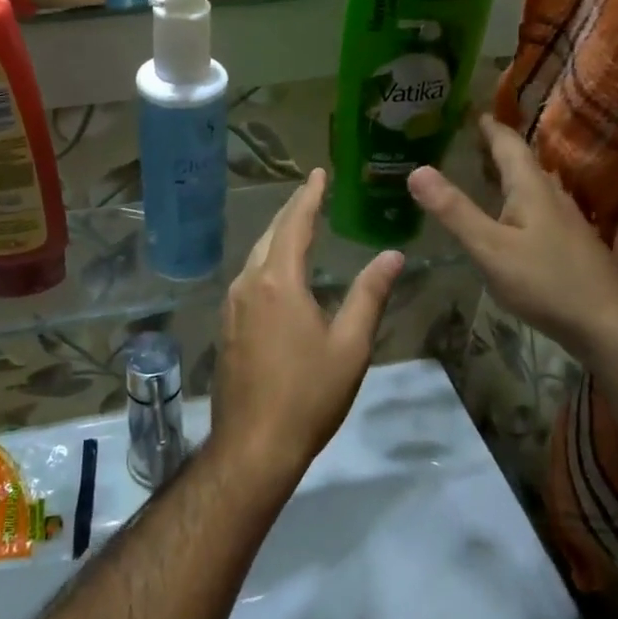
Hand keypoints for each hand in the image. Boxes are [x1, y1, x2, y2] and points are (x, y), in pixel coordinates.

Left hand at [212, 170, 404, 483]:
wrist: (254, 444)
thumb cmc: (308, 395)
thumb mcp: (350, 345)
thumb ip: (369, 295)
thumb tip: (392, 255)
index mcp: (278, 282)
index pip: (295, 225)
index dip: (308, 197)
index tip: (318, 174)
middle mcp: (247, 285)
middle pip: (269, 236)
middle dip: (291, 212)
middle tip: (310, 193)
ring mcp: (231, 307)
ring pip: (254, 258)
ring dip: (276, 238)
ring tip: (297, 227)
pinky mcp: (225, 328)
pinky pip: (246, 281)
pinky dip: (265, 264)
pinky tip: (277, 275)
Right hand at [407, 116, 617, 366]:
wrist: (608, 323)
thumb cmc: (546, 281)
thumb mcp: (489, 247)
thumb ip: (454, 211)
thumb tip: (416, 169)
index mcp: (531, 189)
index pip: (510, 146)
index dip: (491, 128)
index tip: (473, 112)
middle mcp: (552, 197)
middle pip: (524, 163)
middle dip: (499, 149)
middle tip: (473, 140)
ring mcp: (566, 222)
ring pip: (534, 187)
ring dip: (510, 175)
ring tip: (487, 173)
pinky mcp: (570, 245)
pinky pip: (539, 209)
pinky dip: (519, 201)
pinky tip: (512, 219)